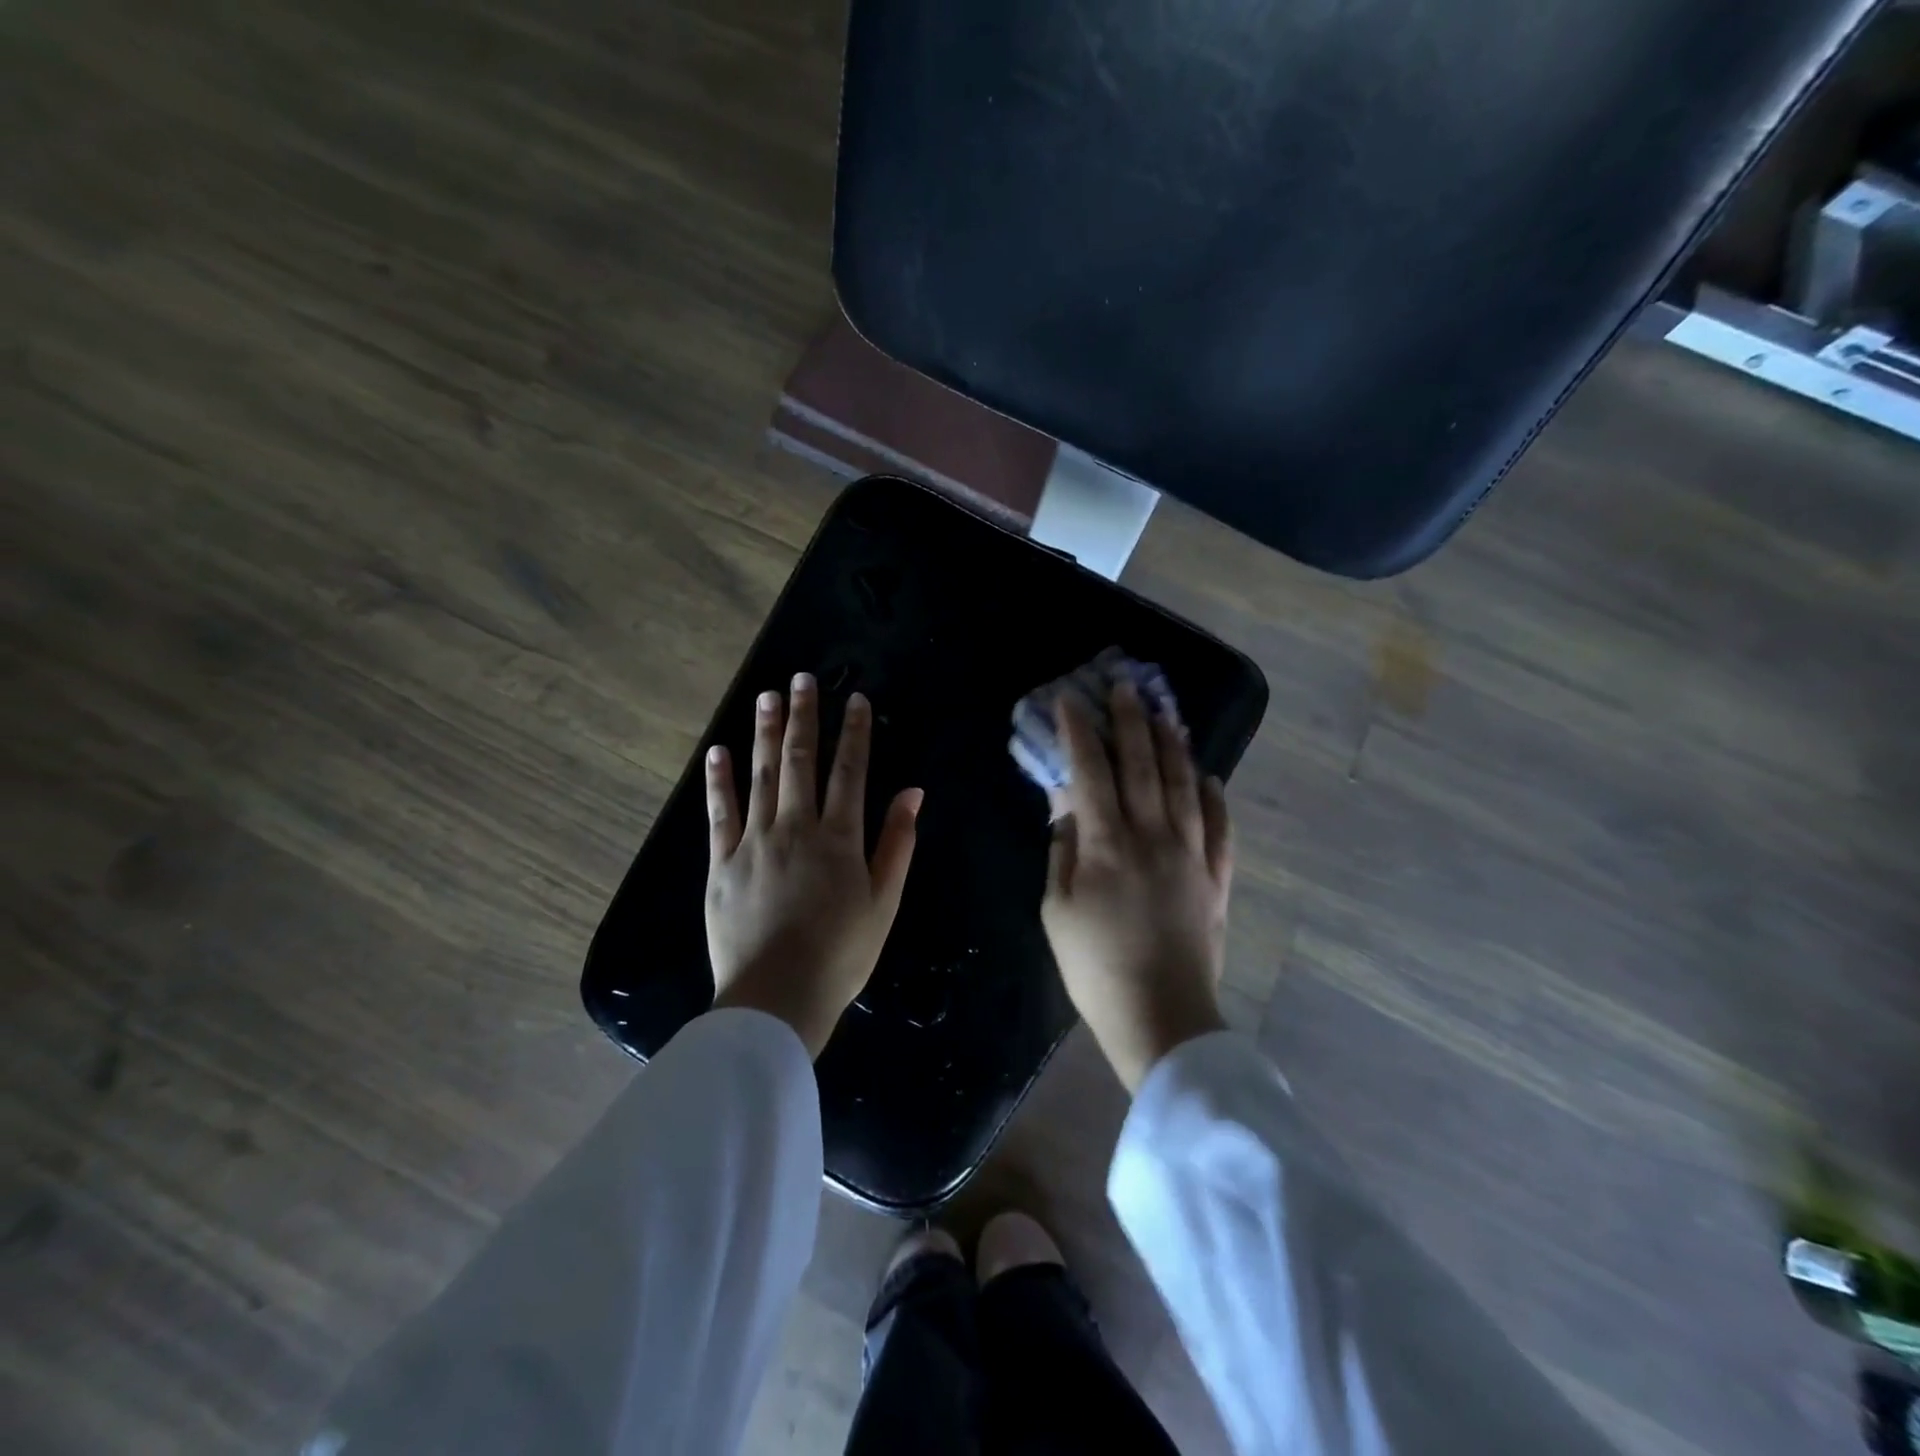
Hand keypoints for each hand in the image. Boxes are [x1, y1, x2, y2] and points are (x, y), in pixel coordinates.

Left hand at [704, 673, 922, 1057]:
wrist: (776, 998)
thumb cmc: (841, 955)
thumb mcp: (884, 903)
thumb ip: (897, 844)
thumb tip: (912, 793)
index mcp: (840, 838)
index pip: (849, 772)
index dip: (853, 733)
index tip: (854, 701)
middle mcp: (797, 828)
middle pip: (801, 761)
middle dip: (804, 717)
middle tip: (801, 679)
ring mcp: (755, 842)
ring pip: (761, 775)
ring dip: (765, 733)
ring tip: (767, 697)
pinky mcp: (722, 862)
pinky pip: (721, 812)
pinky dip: (720, 780)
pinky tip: (720, 751)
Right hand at [1041, 680, 1233, 1091]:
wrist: (1161, 1016)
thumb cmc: (1094, 967)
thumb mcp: (1056, 910)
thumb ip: (1061, 850)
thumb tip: (1064, 804)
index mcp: (1106, 843)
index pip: (1090, 770)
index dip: (1079, 730)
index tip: (1071, 699)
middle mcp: (1153, 835)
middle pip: (1143, 765)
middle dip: (1131, 720)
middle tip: (1125, 686)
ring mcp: (1191, 854)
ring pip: (1185, 785)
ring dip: (1174, 745)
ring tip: (1167, 714)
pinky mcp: (1216, 878)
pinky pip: (1221, 827)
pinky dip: (1215, 797)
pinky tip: (1210, 777)